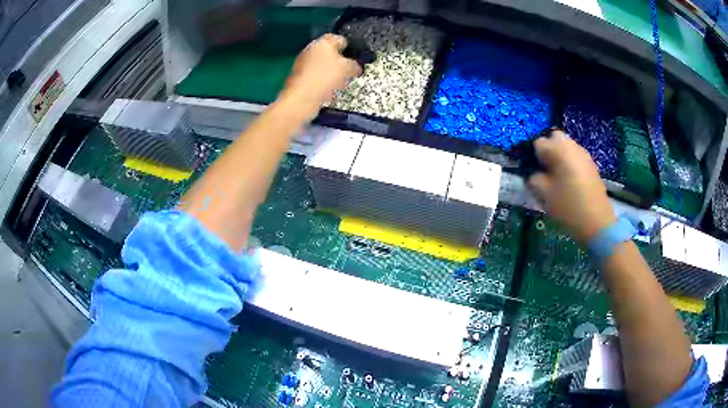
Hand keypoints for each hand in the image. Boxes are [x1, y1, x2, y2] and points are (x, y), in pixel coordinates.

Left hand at [278, 34, 361, 120]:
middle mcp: (311, 50)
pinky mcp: (300, 78)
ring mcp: (304, 64)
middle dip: (341, 62)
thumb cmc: (325, 77)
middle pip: (330, 53)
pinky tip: (329, 91)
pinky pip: (317, 77)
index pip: (339, 39)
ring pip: (324, 66)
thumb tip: (356, 67)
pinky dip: (324, 82)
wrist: (301, 97)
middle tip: (349, 72)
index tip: (355, 57)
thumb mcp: (346, 68)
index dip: (349, 47)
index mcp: (322, 43)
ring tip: (341, 83)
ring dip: (333, 73)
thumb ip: (354, 65)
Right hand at [527, 130, 616, 242]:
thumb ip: (533, 179)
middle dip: (548, 150)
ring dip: (559, 156)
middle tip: (545, 170)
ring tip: (557, 177)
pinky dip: (569, 163)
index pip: (538, 143)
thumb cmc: (568, 207)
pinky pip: (575, 156)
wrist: (597, 222)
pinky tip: (570, 181)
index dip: (533, 157)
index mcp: (558, 149)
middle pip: (554, 138)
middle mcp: (571, 146)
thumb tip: (532, 173)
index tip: (533, 172)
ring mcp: (583, 154)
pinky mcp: (591, 164)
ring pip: (566, 146)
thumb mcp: (544, 195)